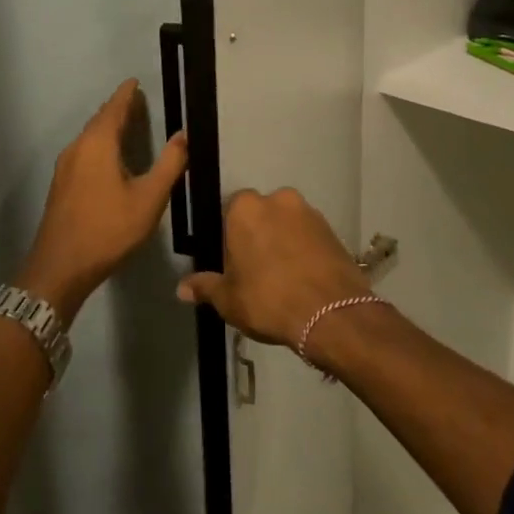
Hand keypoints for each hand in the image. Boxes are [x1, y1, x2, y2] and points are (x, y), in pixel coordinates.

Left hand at [19, 79, 188, 323]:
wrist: (61, 267)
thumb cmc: (109, 229)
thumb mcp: (150, 198)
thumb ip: (169, 164)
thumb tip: (184, 134)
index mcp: (97, 144)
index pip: (114, 108)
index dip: (126, 94)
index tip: (136, 82)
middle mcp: (77, 148)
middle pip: (99, 120)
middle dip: (118, 109)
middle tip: (137, 101)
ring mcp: (65, 167)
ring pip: (89, 137)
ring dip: (108, 127)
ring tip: (127, 125)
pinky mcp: (61, 185)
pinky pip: (84, 152)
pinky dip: (99, 144)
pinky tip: (109, 157)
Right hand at [176, 188, 367, 348]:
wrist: (331, 313)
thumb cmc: (268, 300)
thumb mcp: (228, 299)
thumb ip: (205, 287)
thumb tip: (182, 288)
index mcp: (245, 208)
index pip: (227, 214)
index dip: (227, 239)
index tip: (231, 264)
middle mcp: (278, 199)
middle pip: (259, 215)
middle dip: (256, 236)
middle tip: (255, 272)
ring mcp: (309, 212)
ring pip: (286, 224)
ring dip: (282, 242)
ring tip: (282, 278)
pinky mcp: (332, 229)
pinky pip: (308, 236)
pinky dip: (303, 250)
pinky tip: (302, 278)